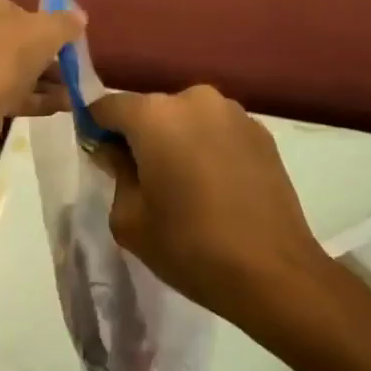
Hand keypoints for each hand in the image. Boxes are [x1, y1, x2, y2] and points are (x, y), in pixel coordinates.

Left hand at [0, 0, 84, 157]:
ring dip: (29, 78)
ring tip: (66, 96)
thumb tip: (79, 18)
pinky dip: (12, 95)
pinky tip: (51, 109)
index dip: (29, 18)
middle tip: (62, 69)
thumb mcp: (44, 33)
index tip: (50, 38)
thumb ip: (64, 22)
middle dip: (32, 54)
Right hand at [89, 86, 331, 329]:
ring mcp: (233, 112)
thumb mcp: (130, 220)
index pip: (109, 106)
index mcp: (155, 115)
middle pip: (152, 109)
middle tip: (142, 177)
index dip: (96, 128)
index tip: (99, 155)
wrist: (274, 272)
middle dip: (140, 136)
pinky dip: (208, 147)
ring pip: (187, 118)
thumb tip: (117, 151)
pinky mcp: (261, 131)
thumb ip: (116, 173)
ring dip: (177, 139)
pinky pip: (218, 130)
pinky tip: (216, 187)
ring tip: (185, 185)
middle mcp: (194, 98)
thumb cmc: (190, 247)